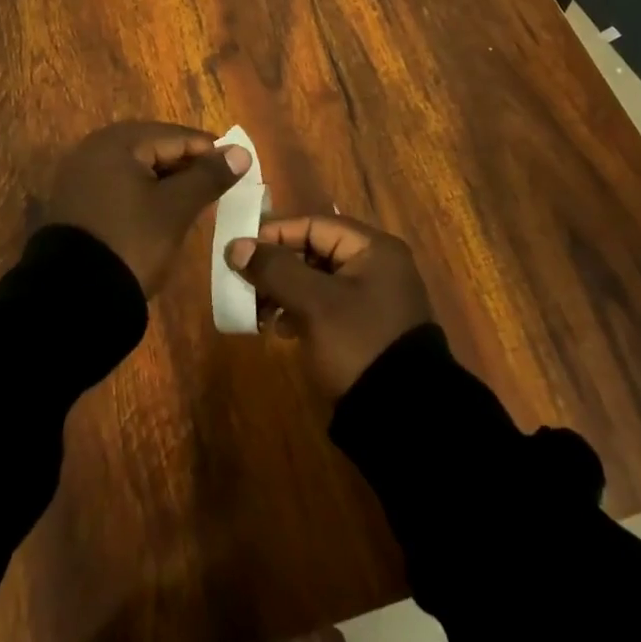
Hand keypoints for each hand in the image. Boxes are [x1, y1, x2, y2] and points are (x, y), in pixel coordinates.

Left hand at [50, 121, 250, 295]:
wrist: (74, 297)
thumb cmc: (132, 241)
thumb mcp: (176, 208)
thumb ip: (208, 176)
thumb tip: (241, 152)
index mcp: (117, 142)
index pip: (175, 136)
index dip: (210, 151)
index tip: (238, 168)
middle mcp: (95, 149)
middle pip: (155, 148)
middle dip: (188, 166)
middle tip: (220, 186)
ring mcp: (82, 176)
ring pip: (138, 169)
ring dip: (168, 181)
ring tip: (198, 201)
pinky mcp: (78, 202)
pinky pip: (121, 186)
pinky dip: (146, 194)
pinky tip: (165, 212)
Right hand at [226, 214, 433, 398]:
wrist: (404, 417)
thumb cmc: (359, 344)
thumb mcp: (314, 303)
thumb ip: (276, 269)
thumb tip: (236, 246)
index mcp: (373, 248)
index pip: (314, 224)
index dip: (275, 234)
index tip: (240, 250)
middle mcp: (376, 265)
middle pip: (314, 251)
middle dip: (277, 266)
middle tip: (244, 282)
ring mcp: (371, 298)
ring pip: (316, 280)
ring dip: (284, 290)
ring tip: (256, 309)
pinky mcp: (364, 327)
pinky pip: (324, 305)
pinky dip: (299, 310)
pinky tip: (279, 327)